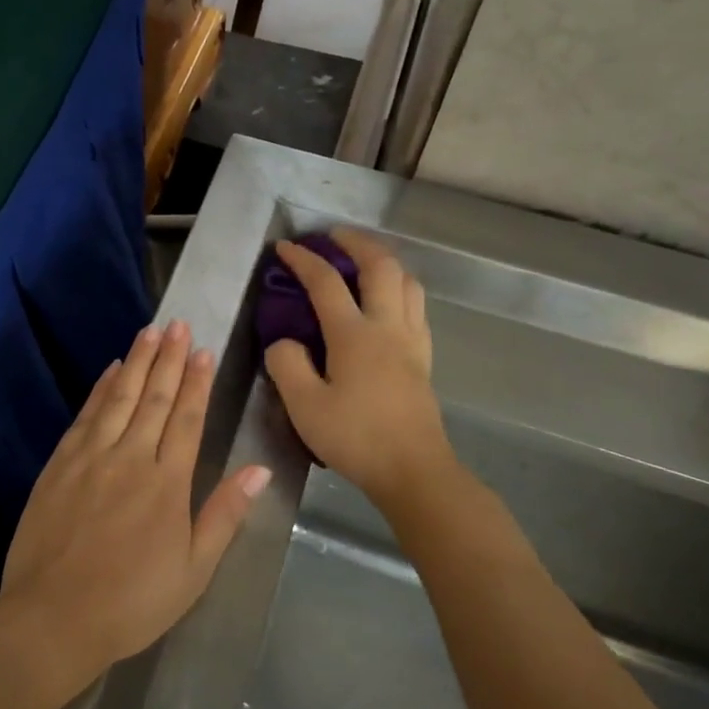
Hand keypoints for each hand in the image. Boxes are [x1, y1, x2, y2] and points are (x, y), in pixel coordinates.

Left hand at [0, 320, 271, 677]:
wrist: (53, 617)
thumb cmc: (132, 602)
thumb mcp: (193, 570)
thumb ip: (224, 514)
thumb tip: (259, 471)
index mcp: (167, 482)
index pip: (188, 418)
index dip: (197, 382)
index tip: (204, 351)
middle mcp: (130, 457)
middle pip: (155, 398)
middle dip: (169, 359)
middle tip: (179, 324)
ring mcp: (91, 457)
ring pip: (120, 398)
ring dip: (137, 363)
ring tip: (150, 332)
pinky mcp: (59, 464)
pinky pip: (85, 416)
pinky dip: (100, 390)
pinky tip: (110, 372)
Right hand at [264, 227, 451, 507]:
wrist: (413, 471)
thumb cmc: (355, 438)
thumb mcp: (304, 406)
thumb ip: (287, 365)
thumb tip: (285, 342)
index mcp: (354, 335)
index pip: (326, 282)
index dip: (304, 259)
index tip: (285, 247)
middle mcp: (388, 327)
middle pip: (381, 266)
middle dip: (356, 243)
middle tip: (334, 237)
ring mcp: (411, 341)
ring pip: (407, 282)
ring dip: (385, 261)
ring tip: (363, 262)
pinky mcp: (423, 358)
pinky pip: (416, 306)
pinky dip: (400, 288)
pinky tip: (388, 302)